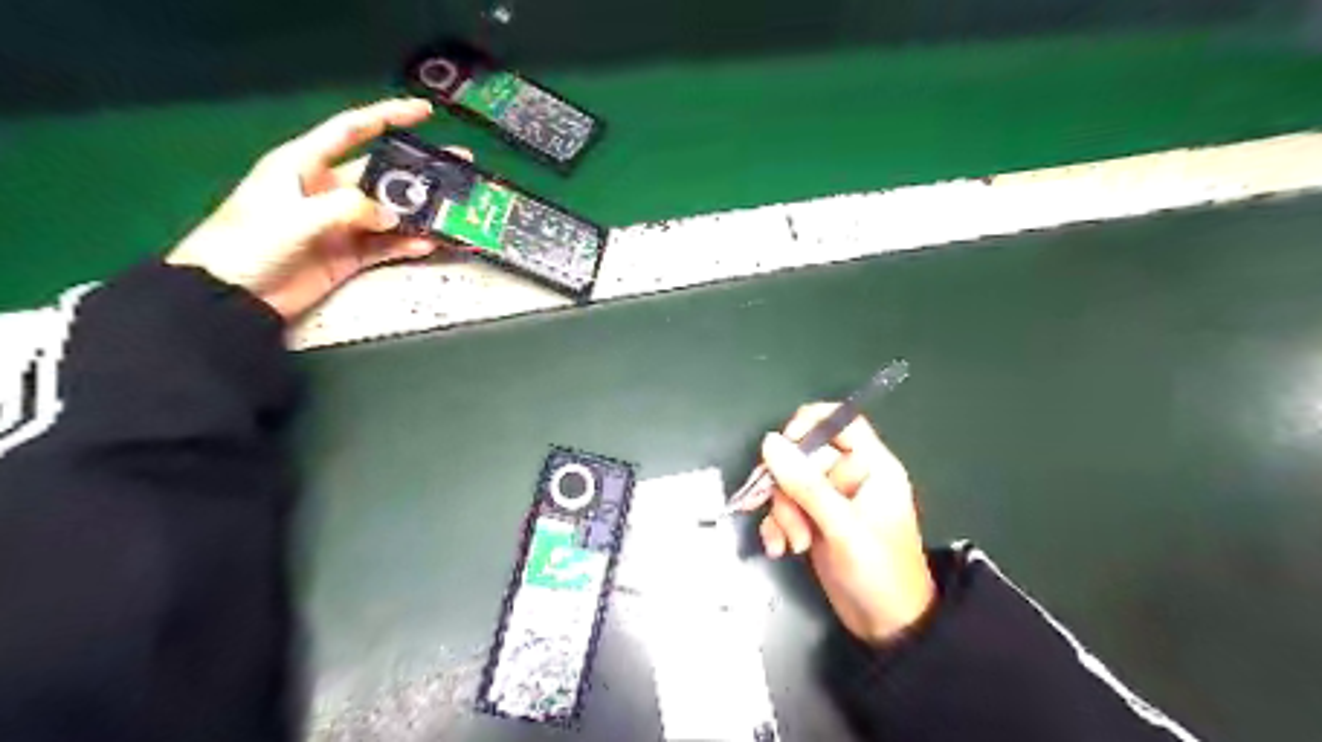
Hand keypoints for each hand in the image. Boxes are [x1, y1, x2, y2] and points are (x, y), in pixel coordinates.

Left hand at [168, 96, 460, 318]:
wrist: (232, 296)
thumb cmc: (248, 243)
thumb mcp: (294, 217)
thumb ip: (347, 209)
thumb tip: (392, 215)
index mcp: (304, 164)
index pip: (351, 130)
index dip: (388, 116)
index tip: (425, 112)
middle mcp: (328, 190)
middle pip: (382, 175)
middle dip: (420, 172)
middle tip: (458, 170)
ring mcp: (341, 224)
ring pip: (391, 213)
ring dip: (421, 214)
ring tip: (454, 212)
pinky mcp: (349, 254)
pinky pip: (387, 245)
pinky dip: (408, 244)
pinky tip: (429, 243)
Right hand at [749, 407, 933, 641]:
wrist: (885, 626)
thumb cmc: (878, 571)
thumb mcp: (842, 526)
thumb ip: (805, 484)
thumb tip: (769, 442)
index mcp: (871, 466)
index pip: (840, 422)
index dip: (809, 425)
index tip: (782, 447)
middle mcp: (849, 477)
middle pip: (804, 457)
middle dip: (790, 489)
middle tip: (794, 520)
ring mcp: (829, 499)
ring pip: (789, 484)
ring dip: (783, 513)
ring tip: (795, 543)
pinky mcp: (814, 520)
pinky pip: (784, 507)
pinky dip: (777, 526)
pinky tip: (779, 548)